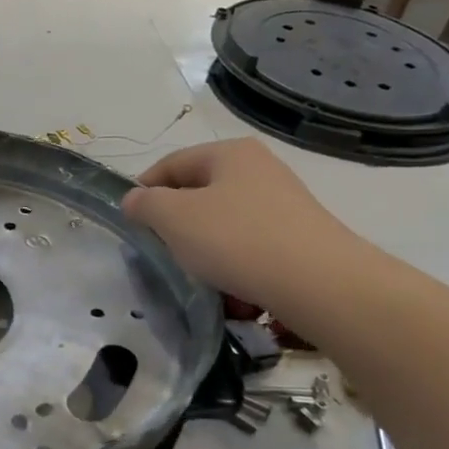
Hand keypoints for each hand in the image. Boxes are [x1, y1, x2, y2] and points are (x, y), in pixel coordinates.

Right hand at [122, 138, 365, 311]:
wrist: (319, 284)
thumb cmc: (236, 240)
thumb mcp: (173, 218)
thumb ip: (144, 204)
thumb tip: (135, 200)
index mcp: (229, 153)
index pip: (170, 164)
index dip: (143, 191)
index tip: (129, 224)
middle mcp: (259, 169)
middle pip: (198, 195)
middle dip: (175, 228)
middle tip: (161, 254)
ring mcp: (283, 204)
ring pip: (222, 226)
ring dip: (204, 254)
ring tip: (198, 280)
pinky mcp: (297, 238)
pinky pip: (250, 250)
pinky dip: (234, 269)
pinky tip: (232, 294)